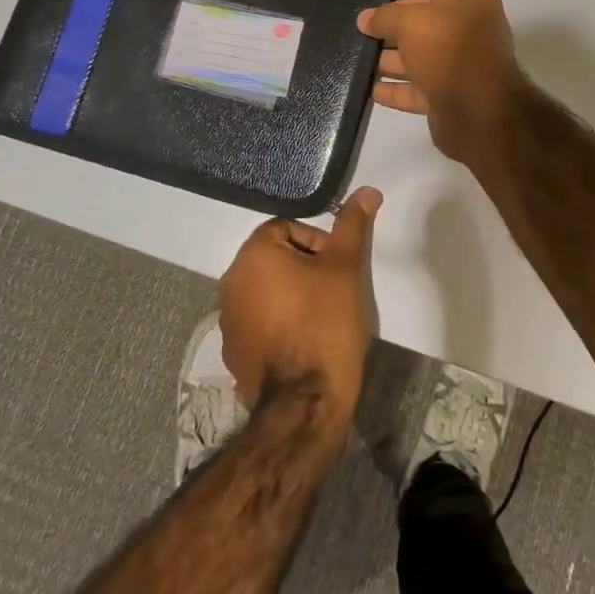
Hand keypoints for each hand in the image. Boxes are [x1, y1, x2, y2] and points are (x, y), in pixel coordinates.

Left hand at [218, 187, 381, 425]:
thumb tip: (367, 191)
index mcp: (252, 255)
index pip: (286, 228)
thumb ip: (352, 226)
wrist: (304, 402)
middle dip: (305, 268)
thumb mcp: (345, 269)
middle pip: (274, 258)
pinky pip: (258, 322)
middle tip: (334, 291)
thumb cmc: (325, 325)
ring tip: (321, 317)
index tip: (337, 267)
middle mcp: (230, 281)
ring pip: (266, 291)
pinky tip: (302, 343)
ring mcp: (227, 319)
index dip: (317, 242)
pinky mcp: (232, 351)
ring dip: (291, 295)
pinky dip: (278, 323)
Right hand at [357, 0, 520, 163]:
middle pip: (423, 30)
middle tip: (361, 41)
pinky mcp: (452, 97)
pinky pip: (419, 90)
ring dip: (390, 63)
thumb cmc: (447, 51)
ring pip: (420, 61)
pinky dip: (397, 90)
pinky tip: (370, 90)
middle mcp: (471, 32)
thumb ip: (385, 17)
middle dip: (391, 36)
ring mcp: (462, 67)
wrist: (477, 111)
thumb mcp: (410, 22)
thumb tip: (364, 19)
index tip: (372, 19)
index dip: (398, 6)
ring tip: (359, 65)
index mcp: (471, 3)